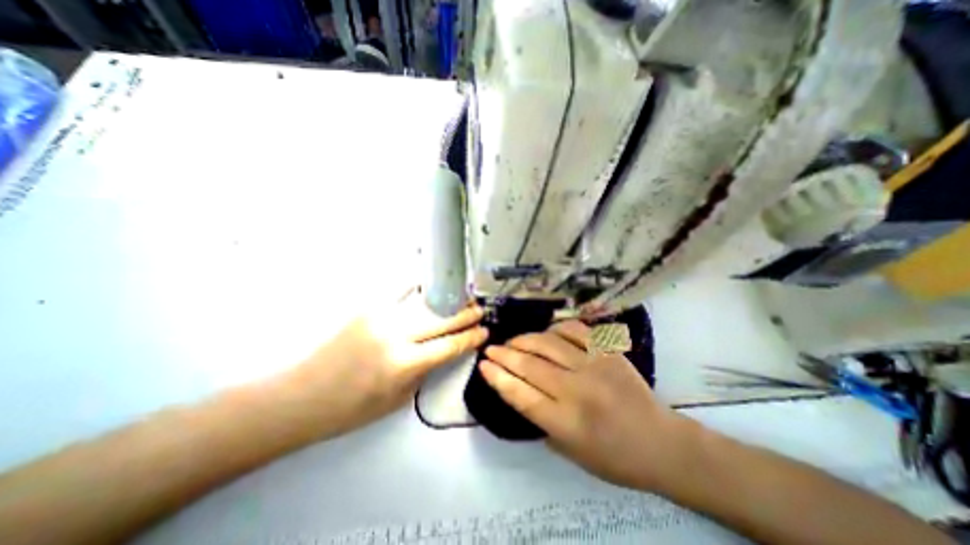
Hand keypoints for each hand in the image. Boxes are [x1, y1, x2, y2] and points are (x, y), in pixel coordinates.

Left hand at [293, 289, 484, 438]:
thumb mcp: (397, 400)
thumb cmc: (350, 409)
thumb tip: (442, 350)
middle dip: (465, 315)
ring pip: (424, 301)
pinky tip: (428, 284)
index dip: (470, 337)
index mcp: (405, 364)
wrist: (301, 397)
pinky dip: (418, 286)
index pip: (450, 345)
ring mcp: (381, 316)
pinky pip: (399, 291)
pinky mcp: (367, 308)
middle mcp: (397, 335)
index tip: (484, 331)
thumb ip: (424, 371)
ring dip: (447, 299)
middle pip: (442, 320)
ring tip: (462, 296)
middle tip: (479, 309)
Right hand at [481, 321, 685, 492]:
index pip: (520, 395)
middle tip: (491, 348)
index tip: (483, 365)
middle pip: (530, 366)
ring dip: (524, 340)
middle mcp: (577, 391)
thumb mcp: (569, 451)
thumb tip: (518, 388)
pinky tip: (547, 333)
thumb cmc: (614, 457)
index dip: (497, 377)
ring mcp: (594, 366)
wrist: (662, 443)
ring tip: (514, 341)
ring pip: (548, 343)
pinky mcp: (608, 352)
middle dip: (504, 355)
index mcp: (566, 423)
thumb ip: (540, 420)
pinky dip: (555, 328)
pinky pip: (575, 330)